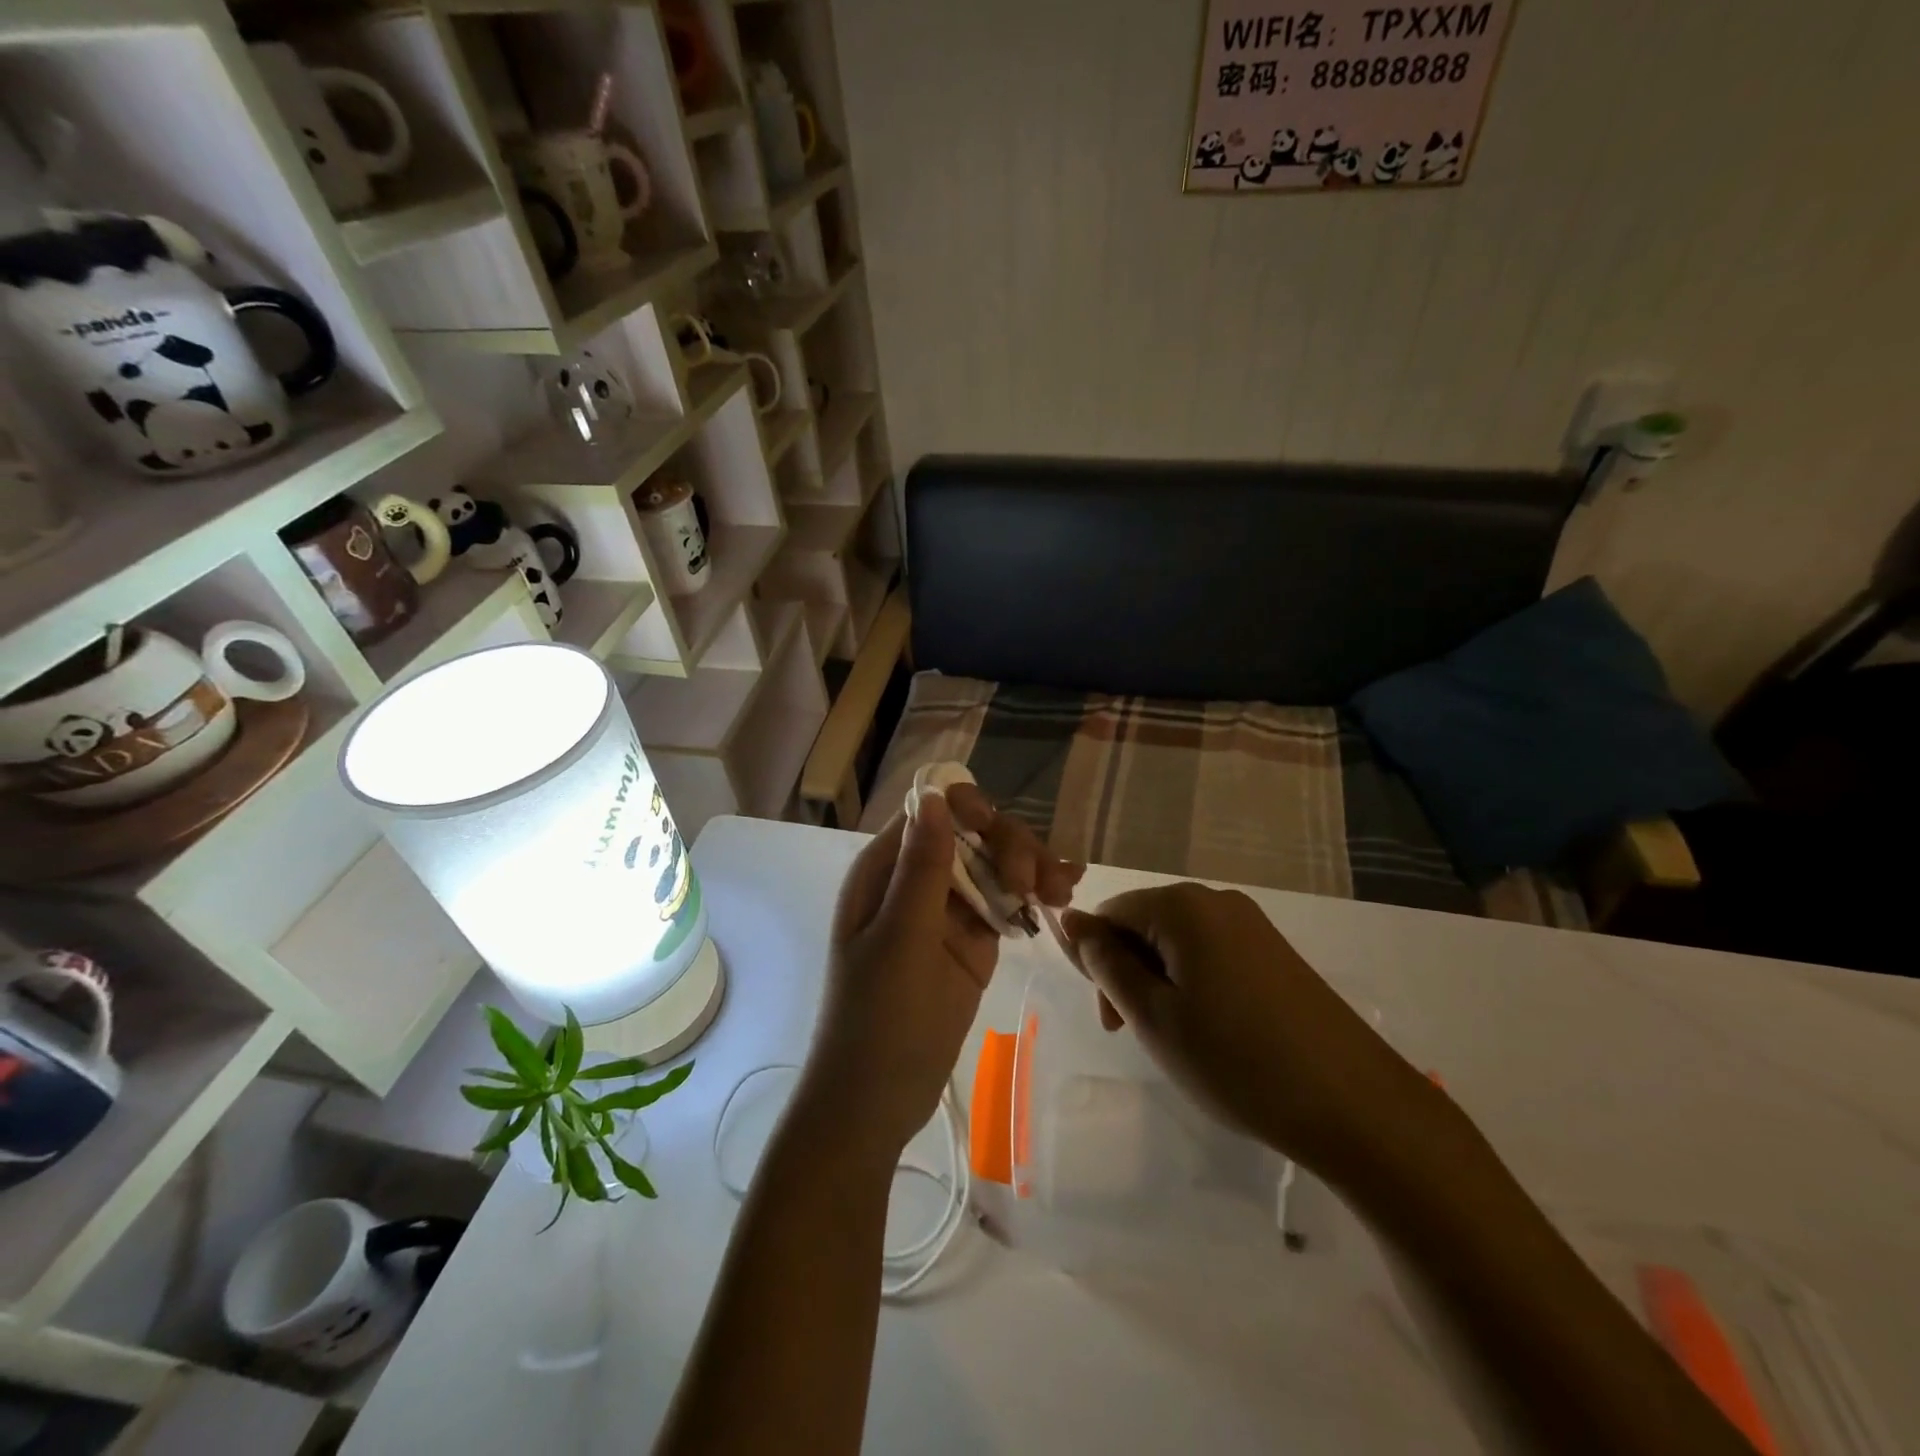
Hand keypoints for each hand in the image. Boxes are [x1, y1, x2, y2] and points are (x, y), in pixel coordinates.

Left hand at [799, 787, 1079, 1165]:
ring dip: (1030, 867)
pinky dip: (1033, 896)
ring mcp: (946, 911)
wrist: (877, 1101)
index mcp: (883, 870)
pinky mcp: (972, 941)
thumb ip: (921, 869)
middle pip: (971, 834)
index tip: (1000, 834)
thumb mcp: (900, 940)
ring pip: (994, 866)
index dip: (969, 809)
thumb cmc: (877, 1019)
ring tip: (1062, 892)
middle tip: (1038, 884)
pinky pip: (1005, 904)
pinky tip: (1063, 896)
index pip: (930, 811)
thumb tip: (934, 795)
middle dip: (1009, 846)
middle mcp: (915, 880)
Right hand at [1062, 885, 1441, 1180]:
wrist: (1358, 1107)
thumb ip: (1105, 964)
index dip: (1096, 962)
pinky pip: (1213, 955)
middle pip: (1144, 924)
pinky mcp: (1276, 954)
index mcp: (1182, 906)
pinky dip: (1195, 987)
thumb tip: (1070, 919)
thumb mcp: (1152, 1016)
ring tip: (1178, 1041)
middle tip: (1138, 1036)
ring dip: (1160, 984)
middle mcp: (1217, 901)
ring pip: (1178, 943)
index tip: (1112, 1019)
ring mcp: (1253, 925)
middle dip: (1128, 974)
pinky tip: (1214, 1033)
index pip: (1110, 914)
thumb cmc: (1236, 1061)